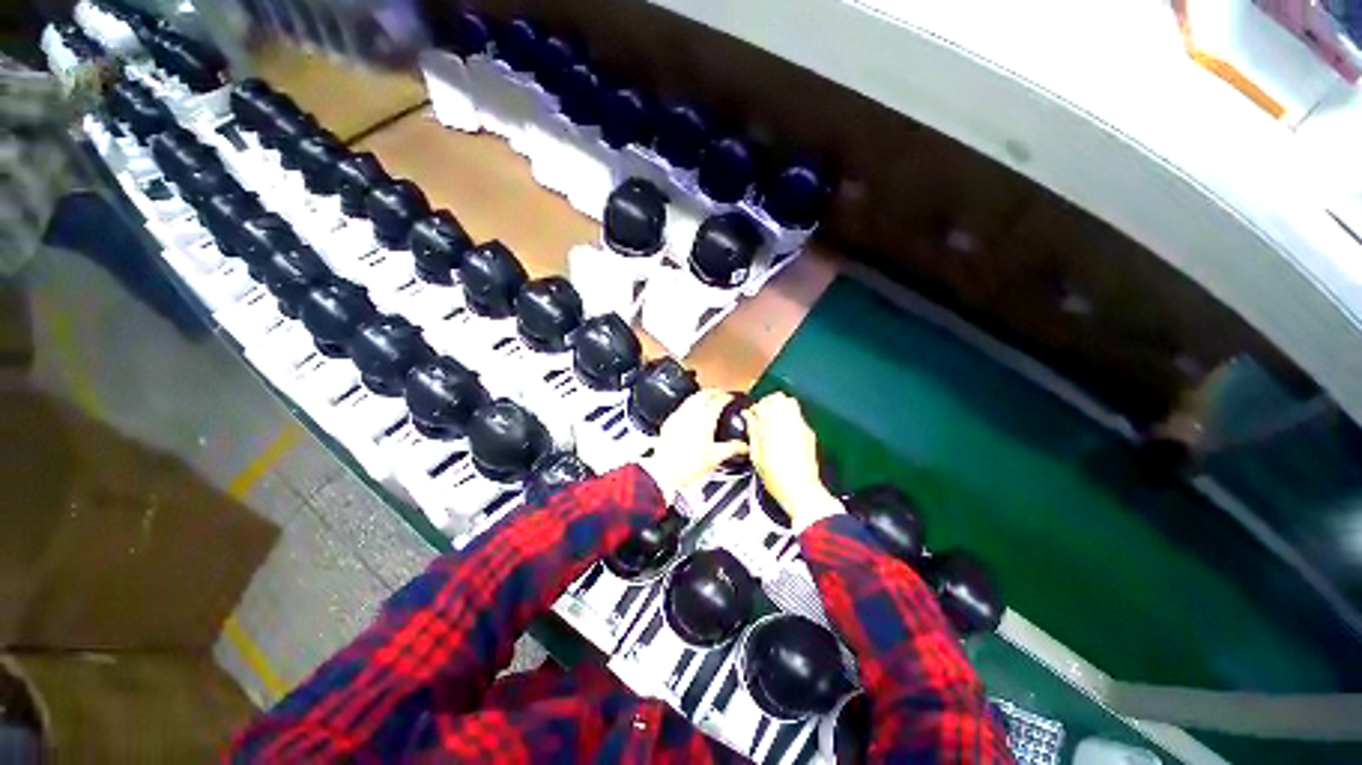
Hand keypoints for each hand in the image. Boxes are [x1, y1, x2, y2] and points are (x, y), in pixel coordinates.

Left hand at [645, 390, 748, 498]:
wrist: (666, 473)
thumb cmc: (690, 467)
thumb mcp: (715, 458)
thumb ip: (732, 448)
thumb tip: (745, 446)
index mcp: (704, 422)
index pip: (716, 402)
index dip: (724, 398)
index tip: (729, 397)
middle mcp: (691, 415)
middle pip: (703, 395)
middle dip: (713, 392)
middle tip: (720, 394)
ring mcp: (678, 416)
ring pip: (691, 399)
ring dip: (701, 395)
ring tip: (707, 398)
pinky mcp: (669, 422)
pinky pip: (682, 406)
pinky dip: (690, 403)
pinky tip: (692, 409)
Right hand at [744, 393, 842, 530]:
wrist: (801, 489)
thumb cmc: (775, 475)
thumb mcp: (756, 454)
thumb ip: (752, 430)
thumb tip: (748, 416)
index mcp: (773, 424)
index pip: (763, 403)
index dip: (755, 408)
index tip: (751, 417)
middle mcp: (789, 420)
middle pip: (780, 398)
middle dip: (769, 403)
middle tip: (762, 416)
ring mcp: (801, 425)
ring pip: (791, 404)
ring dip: (780, 408)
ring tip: (772, 423)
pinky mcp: (809, 433)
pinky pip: (798, 416)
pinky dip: (789, 418)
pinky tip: (783, 433)